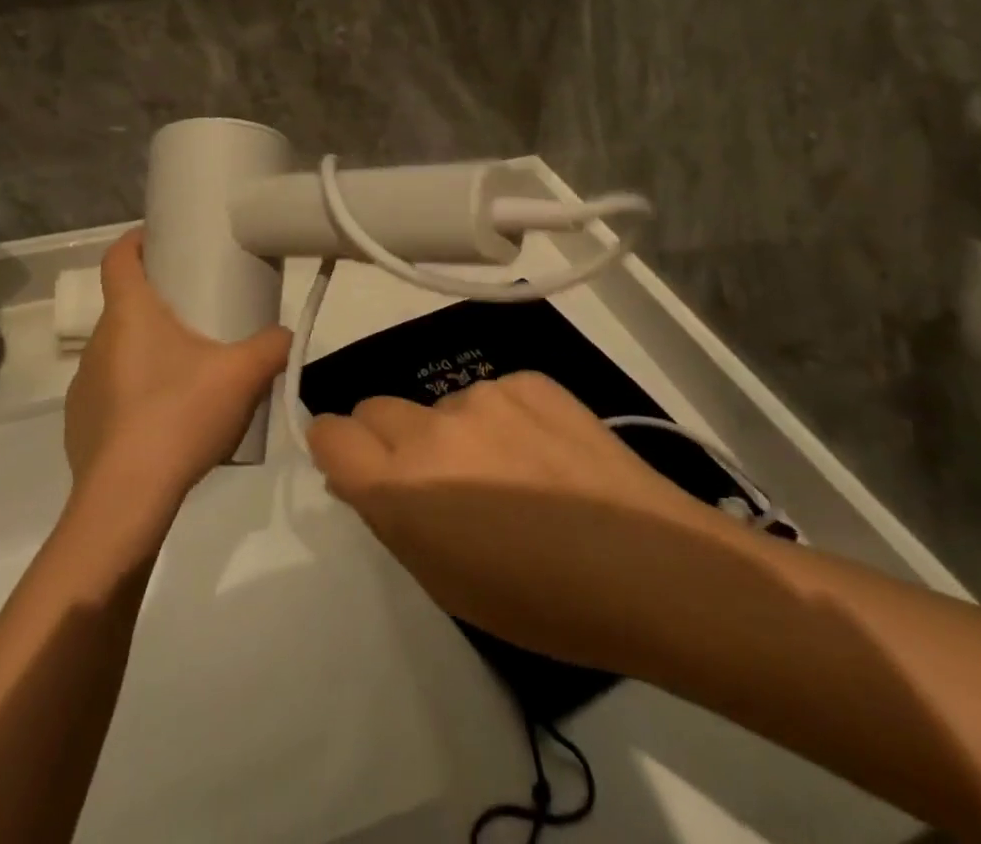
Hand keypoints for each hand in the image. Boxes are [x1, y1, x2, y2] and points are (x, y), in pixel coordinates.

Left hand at [64, 230, 289, 507]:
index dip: (135, 240)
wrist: (126, 499)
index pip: (117, 257)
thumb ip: (273, 346)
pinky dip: (134, 392)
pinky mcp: (79, 425)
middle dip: (156, 302)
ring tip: (186, 371)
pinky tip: (164, 419)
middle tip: (196, 312)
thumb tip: (287, 335)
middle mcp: (98, 342)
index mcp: (129, 314)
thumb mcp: (242, 375)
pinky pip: (110, 392)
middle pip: (123, 305)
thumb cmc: (180, 415)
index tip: (159, 239)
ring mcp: (83, 386)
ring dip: (146, 350)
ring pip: (117, 350)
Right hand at [308, 372, 726, 671]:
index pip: (329, 432)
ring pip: (440, 405)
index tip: (357, 467)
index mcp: (402, 485)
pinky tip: (545, 457)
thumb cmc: (542, 602)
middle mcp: (432, 426)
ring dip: (453, 433)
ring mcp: (483, 394)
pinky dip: (502, 420)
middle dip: (388, 439)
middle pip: (375, 407)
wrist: (651, 566)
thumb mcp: (445, 582)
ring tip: (511, 476)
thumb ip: (391, 518)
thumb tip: (358, 476)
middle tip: (435, 480)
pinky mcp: (528, 378)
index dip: (334, 447)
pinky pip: (492, 395)